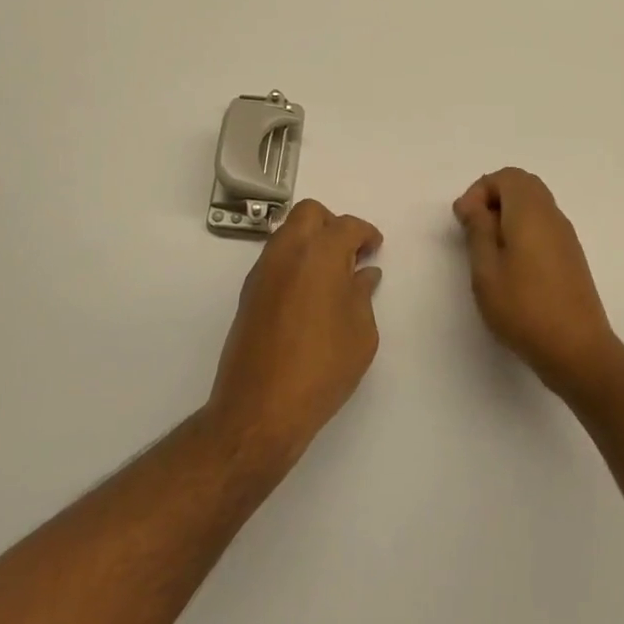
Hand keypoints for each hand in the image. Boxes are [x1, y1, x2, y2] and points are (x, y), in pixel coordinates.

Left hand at [208, 200, 383, 463]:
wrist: (260, 409)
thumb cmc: (322, 368)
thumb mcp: (361, 333)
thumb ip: (362, 295)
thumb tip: (363, 275)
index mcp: (320, 254)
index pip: (347, 226)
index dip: (366, 234)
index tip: (375, 249)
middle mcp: (287, 252)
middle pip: (310, 214)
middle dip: (333, 225)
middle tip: (351, 254)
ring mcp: (263, 271)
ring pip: (288, 233)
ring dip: (311, 242)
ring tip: (332, 277)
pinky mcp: (249, 294)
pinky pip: (276, 259)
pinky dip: (295, 263)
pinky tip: (310, 295)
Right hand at [452, 168, 623, 400]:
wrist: (577, 350)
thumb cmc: (524, 308)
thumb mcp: (486, 270)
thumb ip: (478, 230)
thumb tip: (475, 205)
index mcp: (531, 212)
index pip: (506, 176)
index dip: (479, 191)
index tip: (464, 221)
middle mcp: (552, 215)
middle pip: (523, 185)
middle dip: (493, 198)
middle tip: (473, 229)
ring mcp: (566, 236)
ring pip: (535, 205)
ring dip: (508, 215)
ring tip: (488, 249)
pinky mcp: (571, 256)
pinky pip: (544, 225)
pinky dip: (523, 229)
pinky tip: (511, 265)